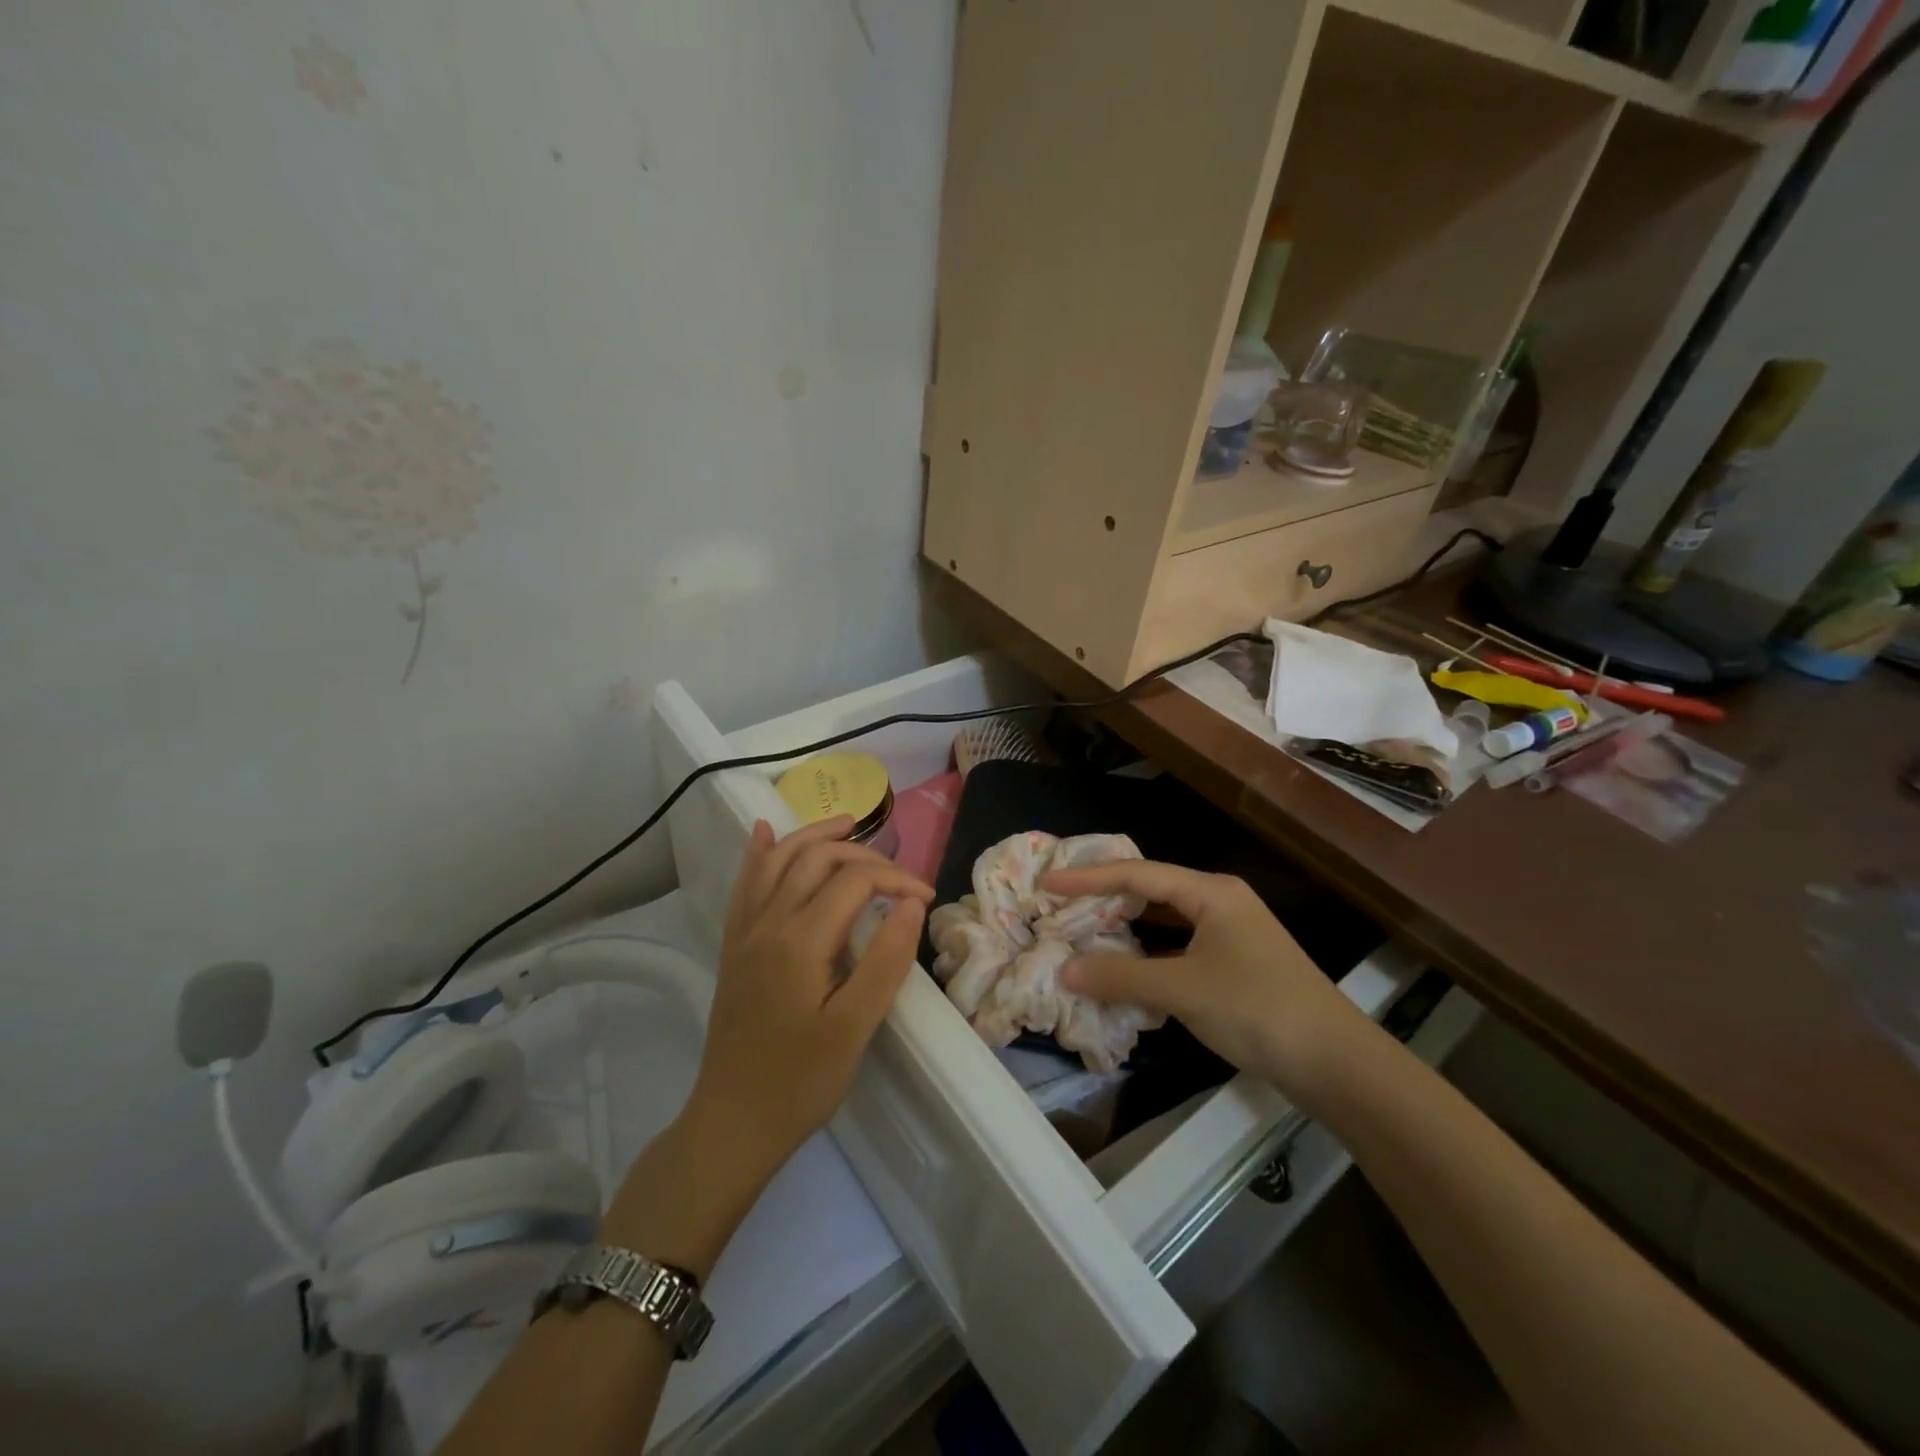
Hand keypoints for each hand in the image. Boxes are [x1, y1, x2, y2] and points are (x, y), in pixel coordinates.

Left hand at [691, 815, 931, 1175]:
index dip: (896, 880)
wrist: (733, 1123)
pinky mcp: (734, 947)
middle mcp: (767, 923)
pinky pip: (746, 884)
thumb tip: (909, 904)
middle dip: (863, 854)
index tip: (926, 899)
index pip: (854, 882)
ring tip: (846, 823)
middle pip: (817, 860)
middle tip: (899, 874)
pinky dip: (760, 853)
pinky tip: (765, 833)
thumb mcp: (855, 1028)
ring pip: (778, 861)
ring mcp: (745, 933)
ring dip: (814, 836)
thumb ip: (885, 961)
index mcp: (800, 940)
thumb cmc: (800, 1082)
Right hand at [1041, 860, 1377, 1115]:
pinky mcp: (1235, 964)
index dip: (1088, 878)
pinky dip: (1149, 954)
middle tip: (1061, 907)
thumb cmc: (1256, 1009)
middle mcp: (1220, 902)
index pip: (1137, 875)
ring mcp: (1230, 934)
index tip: (1048, 884)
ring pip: (1165, 922)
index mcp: (1211, 892)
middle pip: (1151, 892)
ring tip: (1084, 932)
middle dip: (1106, 900)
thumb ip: (1120, 976)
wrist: (1335, 1062)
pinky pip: (1179, 947)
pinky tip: (1126, 969)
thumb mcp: (1182, 989)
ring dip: (1127, 929)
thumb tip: (1064, 970)